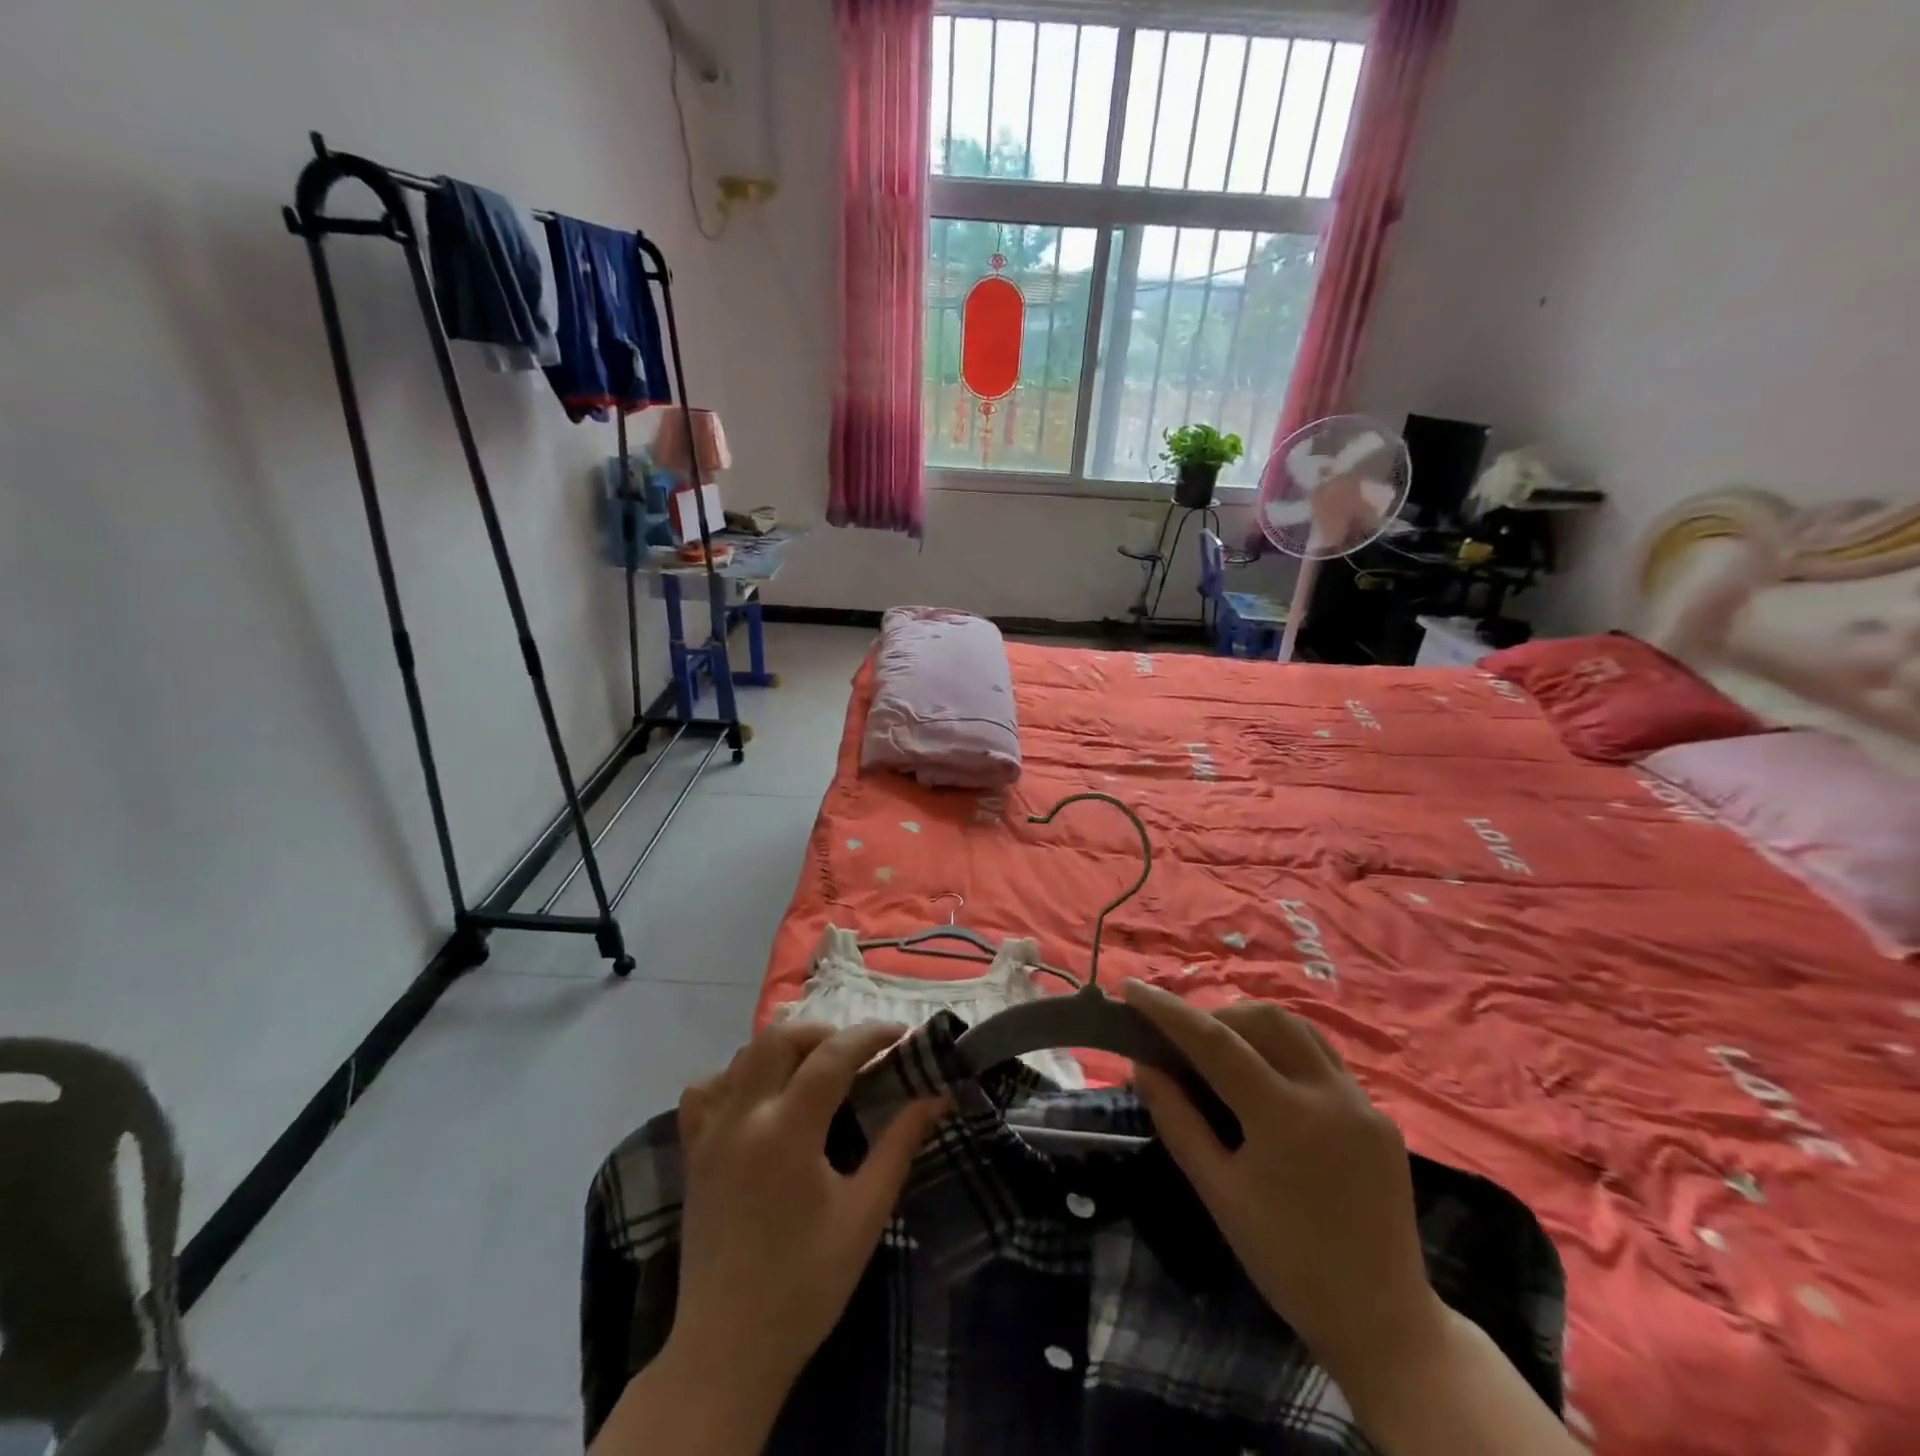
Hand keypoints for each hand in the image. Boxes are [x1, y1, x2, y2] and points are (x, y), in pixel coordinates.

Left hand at [670, 1022, 946, 1392]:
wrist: (729, 1347)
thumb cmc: (807, 1282)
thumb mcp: (865, 1213)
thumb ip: (899, 1144)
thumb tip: (935, 1096)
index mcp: (787, 1131)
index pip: (831, 1055)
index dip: (869, 1035)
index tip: (900, 1033)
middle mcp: (743, 1116)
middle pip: (780, 1038)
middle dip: (825, 1033)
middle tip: (858, 1052)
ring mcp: (710, 1132)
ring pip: (743, 1055)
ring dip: (784, 1048)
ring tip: (816, 1068)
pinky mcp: (693, 1152)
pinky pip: (706, 1090)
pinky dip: (735, 1076)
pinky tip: (757, 1095)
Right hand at [1122, 981, 1444, 1397]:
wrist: (1383, 1322)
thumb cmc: (1287, 1262)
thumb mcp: (1219, 1193)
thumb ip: (1177, 1121)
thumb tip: (1142, 1065)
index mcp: (1286, 1118)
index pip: (1215, 1042)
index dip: (1169, 1011)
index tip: (1132, 988)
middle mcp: (1329, 1094)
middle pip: (1262, 1019)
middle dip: (1214, 1016)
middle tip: (1180, 1039)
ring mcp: (1361, 1101)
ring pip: (1297, 1028)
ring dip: (1252, 1025)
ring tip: (1219, 1049)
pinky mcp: (1379, 1114)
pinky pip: (1323, 1057)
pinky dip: (1284, 1048)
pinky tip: (1265, 1076)